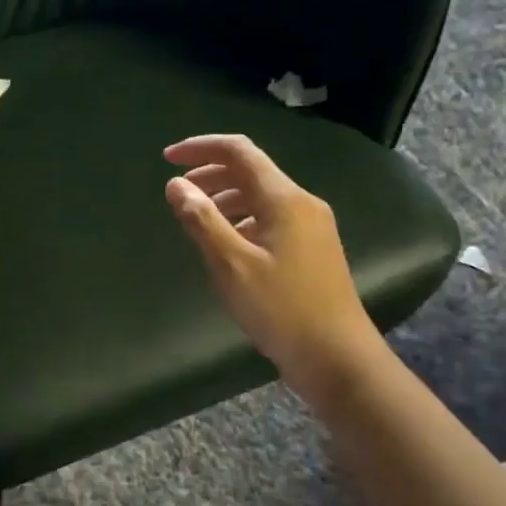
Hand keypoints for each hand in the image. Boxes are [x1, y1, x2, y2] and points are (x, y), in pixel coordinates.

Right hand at [162, 134, 381, 384]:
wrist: (338, 357)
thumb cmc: (281, 309)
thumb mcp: (231, 265)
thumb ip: (201, 220)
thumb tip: (176, 184)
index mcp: (284, 199)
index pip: (239, 151)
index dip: (201, 148)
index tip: (167, 159)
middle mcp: (302, 203)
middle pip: (251, 171)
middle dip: (210, 173)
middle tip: (177, 192)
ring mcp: (312, 225)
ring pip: (261, 195)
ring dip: (224, 198)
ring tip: (196, 219)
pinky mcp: (313, 247)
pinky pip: (271, 217)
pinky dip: (242, 218)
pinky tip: (227, 243)